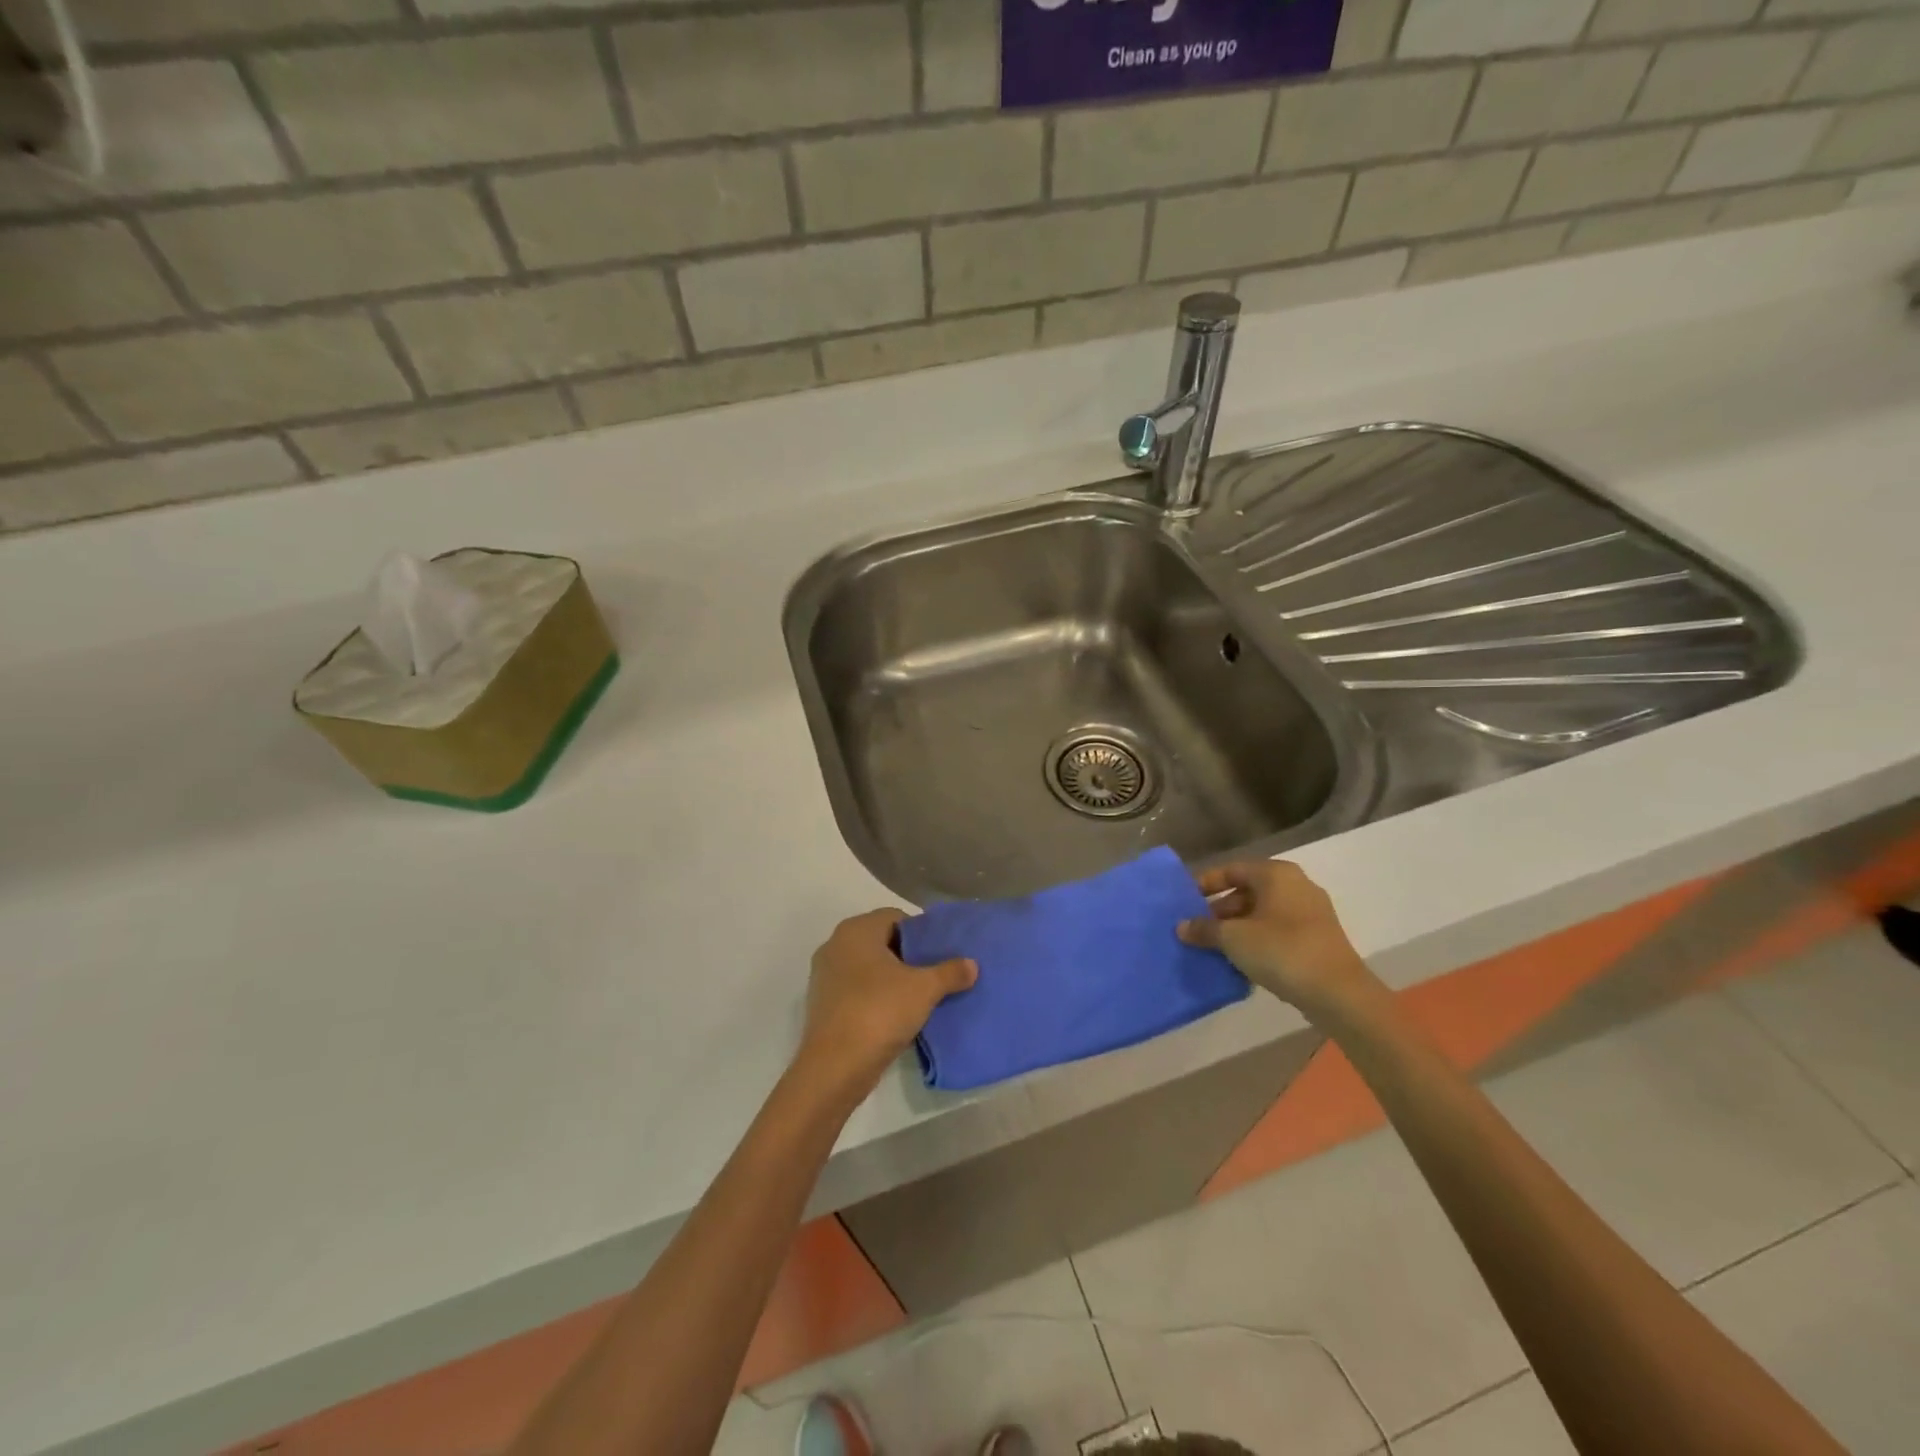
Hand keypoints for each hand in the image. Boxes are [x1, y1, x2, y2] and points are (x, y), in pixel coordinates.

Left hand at [797, 909, 976, 1096]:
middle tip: (935, 975)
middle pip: (881, 942)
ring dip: (892, 979)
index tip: (940, 954)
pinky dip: (876, 998)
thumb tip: (972, 964)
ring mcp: (825, 976)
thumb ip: (950, 972)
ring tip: (920, 998)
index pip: (895, 917)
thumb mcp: (924, 989)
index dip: (921, 933)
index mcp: (856, 930)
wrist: (834, 1067)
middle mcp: (836, 945)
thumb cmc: (879, 1011)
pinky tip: (897, 1017)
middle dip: (908, 957)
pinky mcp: (823, 1004)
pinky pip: (857, 990)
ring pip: (868, 968)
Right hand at [1177, 860, 1376, 1020]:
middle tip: (1198, 929)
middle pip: (1247, 891)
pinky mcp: (1318, 938)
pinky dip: (1258, 940)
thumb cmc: (1281, 951)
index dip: (1205, 884)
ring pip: (1263, 913)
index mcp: (1276, 874)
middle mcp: (1296, 885)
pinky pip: (1278, 930)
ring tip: (1215, 947)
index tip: (1185, 901)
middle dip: (1220, 910)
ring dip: (1238, 928)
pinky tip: (1242, 961)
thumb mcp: (1233, 939)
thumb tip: (1182, 927)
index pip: (1231, 870)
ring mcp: (1311, 912)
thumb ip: (1204, 929)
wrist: (1338, 993)